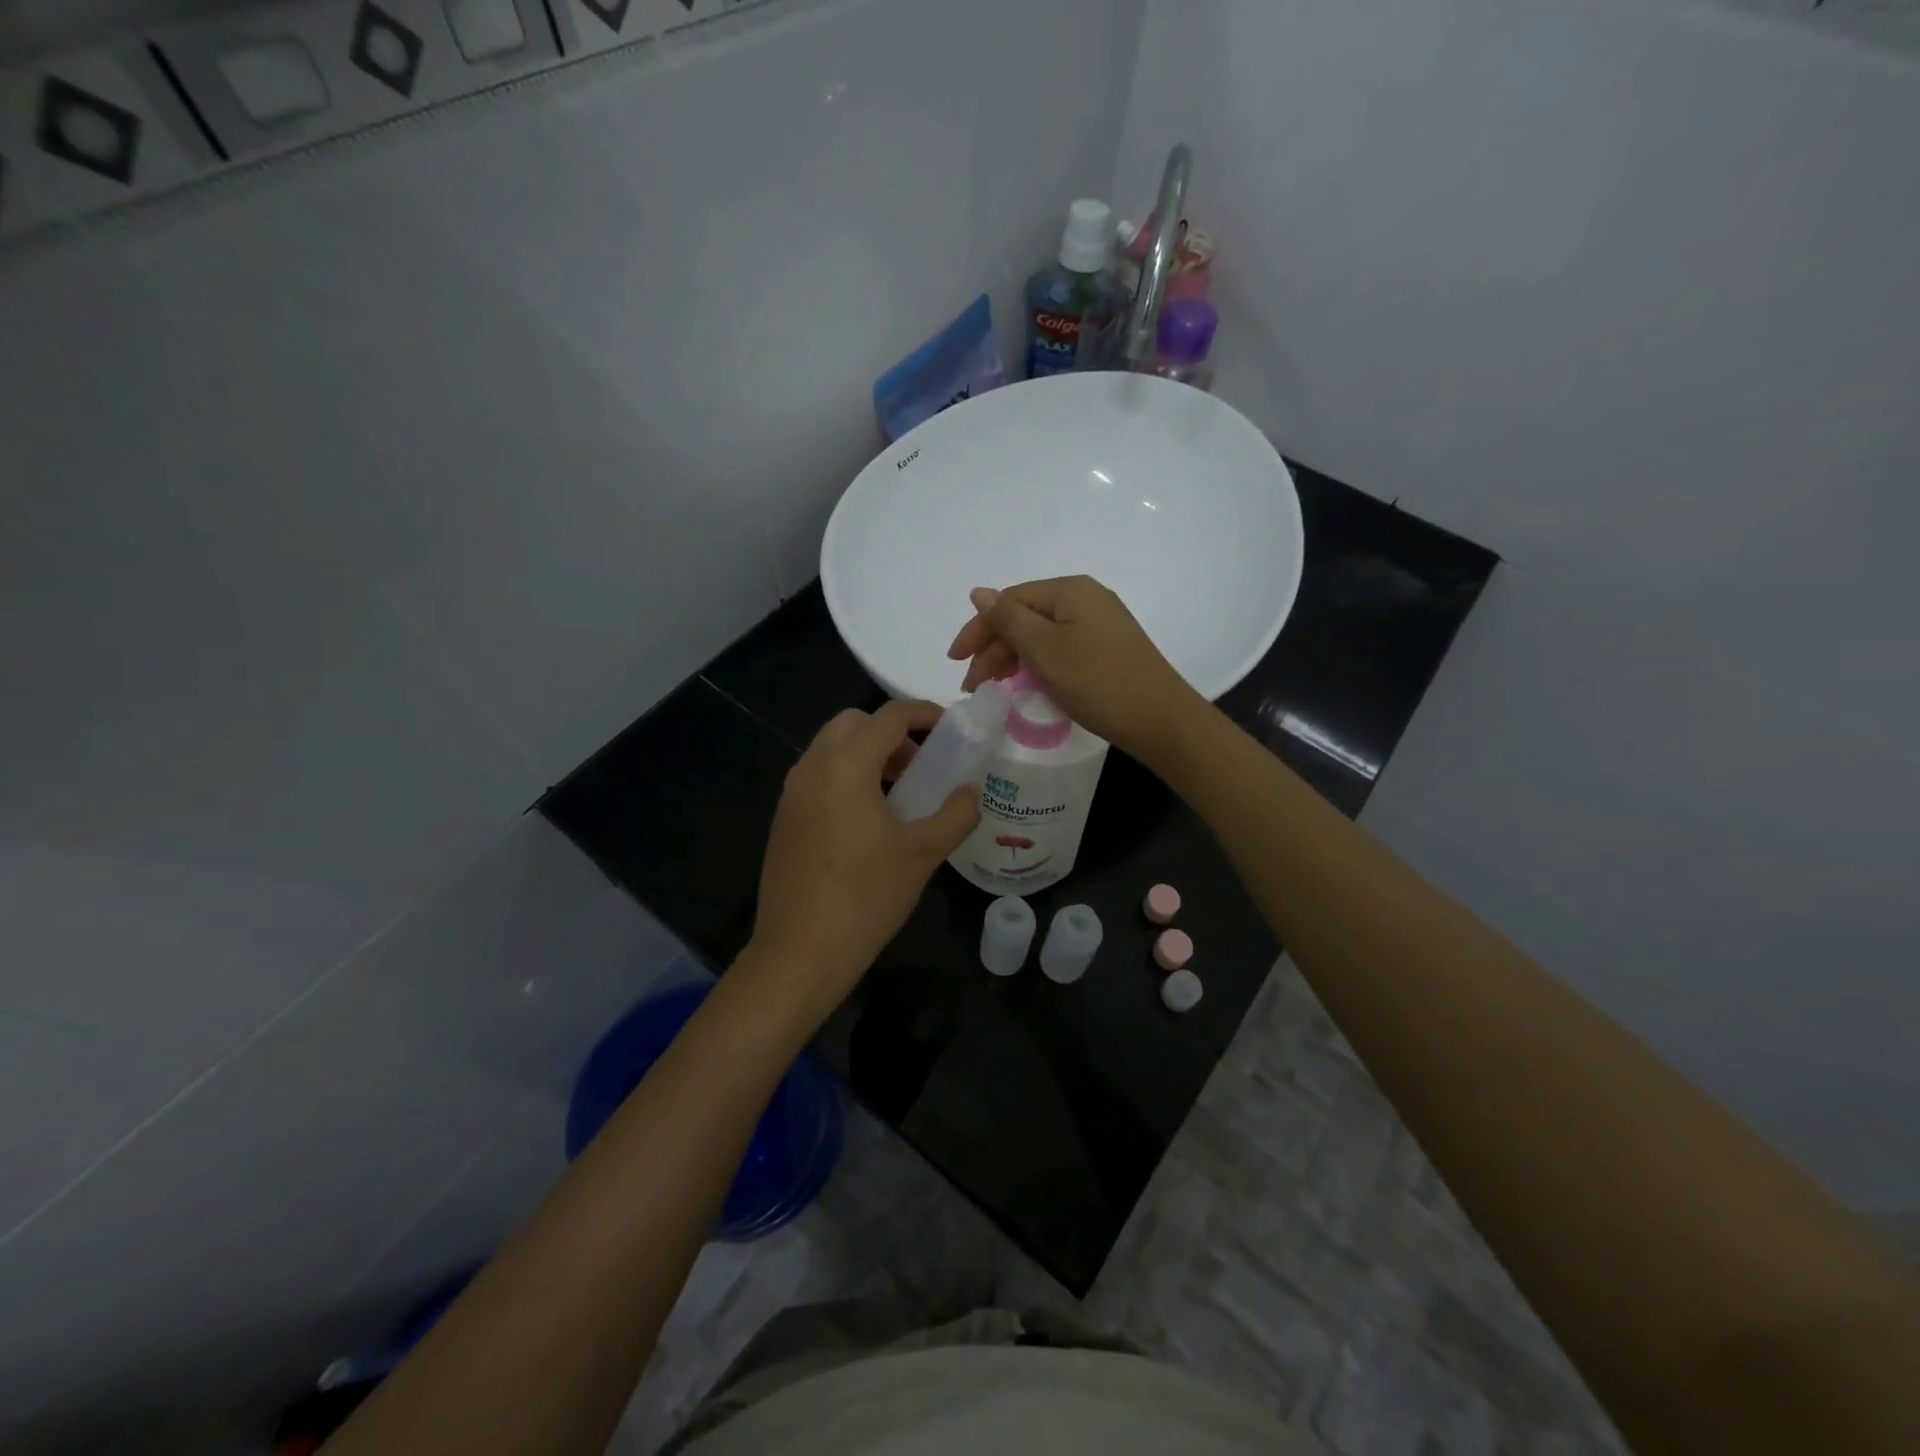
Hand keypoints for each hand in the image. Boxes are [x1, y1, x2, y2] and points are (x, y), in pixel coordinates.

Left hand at [749, 701, 978, 1019]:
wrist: (799, 952)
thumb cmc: (866, 897)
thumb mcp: (923, 854)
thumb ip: (955, 814)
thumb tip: (970, 791)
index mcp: (846, 767)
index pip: (888, 716)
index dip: (923, 713)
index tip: (950, 728)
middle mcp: (812, 768)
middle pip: (853, 723)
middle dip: (891, 732)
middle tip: (921, 763)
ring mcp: (792, 793)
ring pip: (831, 749)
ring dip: (867, 754)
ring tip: (900, 792)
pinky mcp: (784, 818)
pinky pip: (818, 776)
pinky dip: (846, 776)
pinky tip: (868, 819)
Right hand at [946, 575, 1205, 768]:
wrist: (1159, 719)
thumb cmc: (1096, 680)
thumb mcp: (1044, 648)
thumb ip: (1008, 618)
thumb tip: (979, 592)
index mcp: (1070, 590)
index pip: (1009, 601)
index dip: (978, 629)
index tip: (956, 663)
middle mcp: (1086, 599)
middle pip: (1024, 617)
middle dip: (993, 649)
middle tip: (974, 685)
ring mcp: (1099, 625)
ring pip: (1041, 636)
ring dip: (1012, 659)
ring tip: (994, 689)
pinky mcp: (1107, 651)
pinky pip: (1060, 650)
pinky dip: (1037, 666)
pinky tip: (1027, 686)